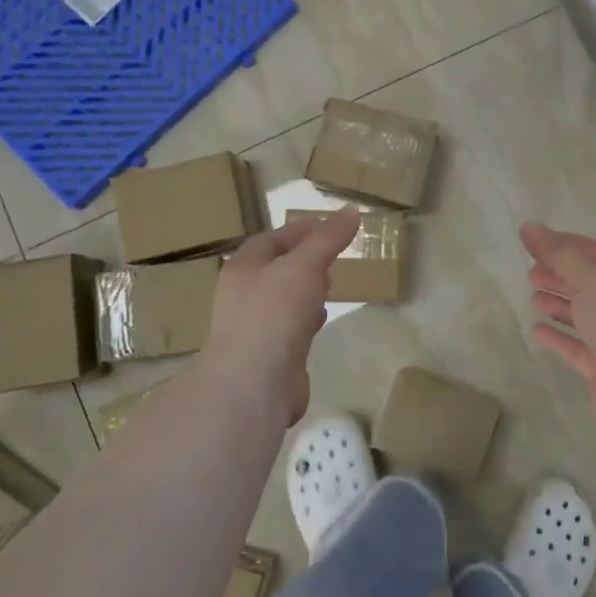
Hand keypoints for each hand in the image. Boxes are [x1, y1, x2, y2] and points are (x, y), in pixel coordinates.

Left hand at [198, 207, 358, 424]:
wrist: (253, 385)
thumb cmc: (273, 315)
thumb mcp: (304, 267)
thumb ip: (328, 239)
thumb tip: (352, 211)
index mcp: (243, 269)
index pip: (270, 240)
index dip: (299, 231)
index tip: (330, 227)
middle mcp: (243, 296)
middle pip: (276, 269)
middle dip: (305, 261)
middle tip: (334, 257)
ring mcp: (255, 328)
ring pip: (284, 300)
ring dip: (306, 291)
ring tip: (331, 286)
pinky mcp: (270, 356)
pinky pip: (290, 329)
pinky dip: (307, 320)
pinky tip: (321, 321)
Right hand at [521, 221, 595, 434]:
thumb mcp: (591, 277)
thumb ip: (558, 253)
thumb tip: (528, 226)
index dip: (566, 245)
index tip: (535, 242)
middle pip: (590, 284)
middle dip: (561, 276)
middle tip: (531, 272)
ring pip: (585, 315)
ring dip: (560, 305)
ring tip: (533, 297)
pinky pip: (578, 348)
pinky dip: (559, 337)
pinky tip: (537, 331)